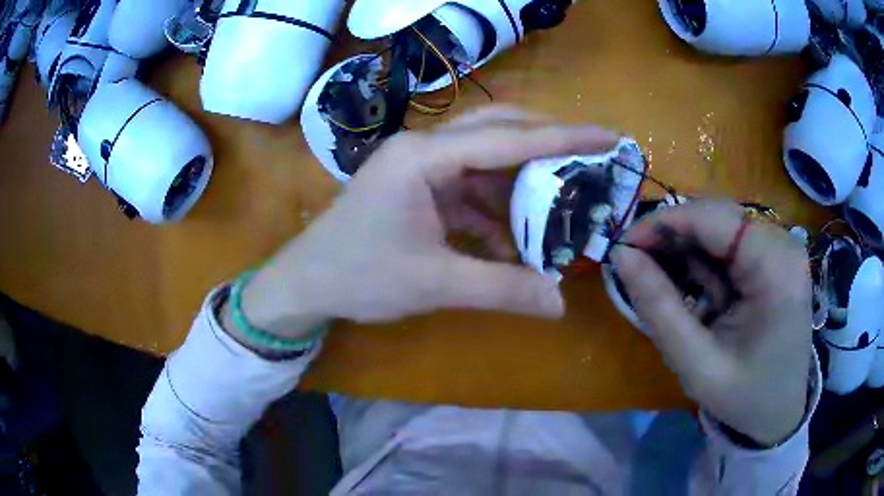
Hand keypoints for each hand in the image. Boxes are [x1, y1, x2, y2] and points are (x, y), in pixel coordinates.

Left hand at [231, 106, 617, 339]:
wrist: (306, 284)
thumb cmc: (359, 276)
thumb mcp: (434, 283)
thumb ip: (501, 289)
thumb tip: (559, 305)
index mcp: (424, 157)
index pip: (508, 138)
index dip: (564, 138)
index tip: (607, 135)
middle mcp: (424, 149)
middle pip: (497, 131)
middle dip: (545, 146)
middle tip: (589, 160)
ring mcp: (419, 168)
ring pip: (485, 161)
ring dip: (521, 183)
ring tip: (561, 204)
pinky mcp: (418, 189)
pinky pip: (469, 189)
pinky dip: (495, 210)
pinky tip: (513, 241)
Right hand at [611, 201, 811, 446]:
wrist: (780, 411)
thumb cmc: (743, 396)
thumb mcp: (697, 363)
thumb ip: (659, 308)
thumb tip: (621, 257)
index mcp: (776, 269)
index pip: (715, 220)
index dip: (665, 224)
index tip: (623, 246)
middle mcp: (784, 245)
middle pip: (718, 218)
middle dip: (675, 240)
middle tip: (638, 268)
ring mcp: (781, 249)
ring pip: (720, 229)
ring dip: (688, 256)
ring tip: (667, 291)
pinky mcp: (774, 257)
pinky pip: (730, 245)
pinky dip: (704, 266)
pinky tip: (693, 293)